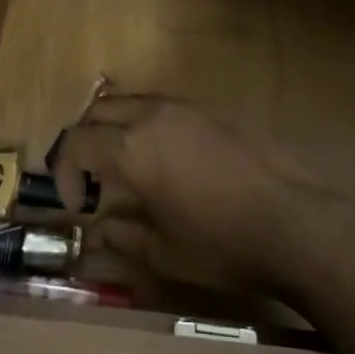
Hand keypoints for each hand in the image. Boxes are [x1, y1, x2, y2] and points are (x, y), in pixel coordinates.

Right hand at [51, 95, 317, 295]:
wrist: (291, 218)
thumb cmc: (221, 244)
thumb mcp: (163, 252)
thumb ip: (122, 235)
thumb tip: (100, 228)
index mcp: (131, 148)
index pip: (76, 141)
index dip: (64, 171)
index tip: (76, 204)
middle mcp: (151, 114)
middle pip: (97, 109)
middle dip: (83, 140)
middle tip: (90, 181)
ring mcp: (182, 106)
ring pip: (129, 101)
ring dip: (114, 127)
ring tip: (124, 169)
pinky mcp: (207, 109)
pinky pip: (159, 105)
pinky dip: (143, 123)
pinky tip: (162, 161)